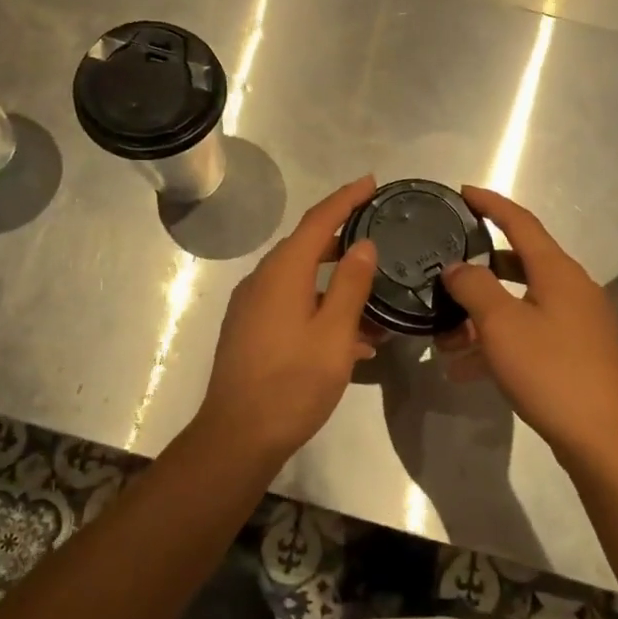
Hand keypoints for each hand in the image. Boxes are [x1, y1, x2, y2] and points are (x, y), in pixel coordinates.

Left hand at [194, 176, 379, 462]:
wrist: (238, 436)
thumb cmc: (293, 382)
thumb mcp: (334, 333)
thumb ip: (351, 285)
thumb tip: (362, 244)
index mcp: (283, 272)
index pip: (318, 220)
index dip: (346, 198)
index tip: (371, 182)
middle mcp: (262, 280)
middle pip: (307, 246)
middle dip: (343, 238)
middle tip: (379, 233)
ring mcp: (252, 307)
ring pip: (301, 280)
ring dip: (336, 283)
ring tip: (375, 295)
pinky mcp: (250, 331)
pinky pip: (291, 305)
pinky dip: (321, 308)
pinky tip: (352, 337)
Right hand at [437, 186, 617, 460]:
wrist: (606, 438)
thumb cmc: (552, 371)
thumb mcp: (502, 325)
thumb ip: (474, 287)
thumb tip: (457, 267)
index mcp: (558, 271)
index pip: (520, 222)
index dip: (490, 204)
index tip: (462, 193)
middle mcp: (571, 289)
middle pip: (519, 263)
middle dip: (479, 268)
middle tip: (445, 270)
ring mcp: (577, 323)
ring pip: (520, 304)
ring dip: (482, 314)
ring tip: (444, 335)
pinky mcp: (576, 355)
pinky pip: (529, 335)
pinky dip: (499, 342)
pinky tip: (466, 368)